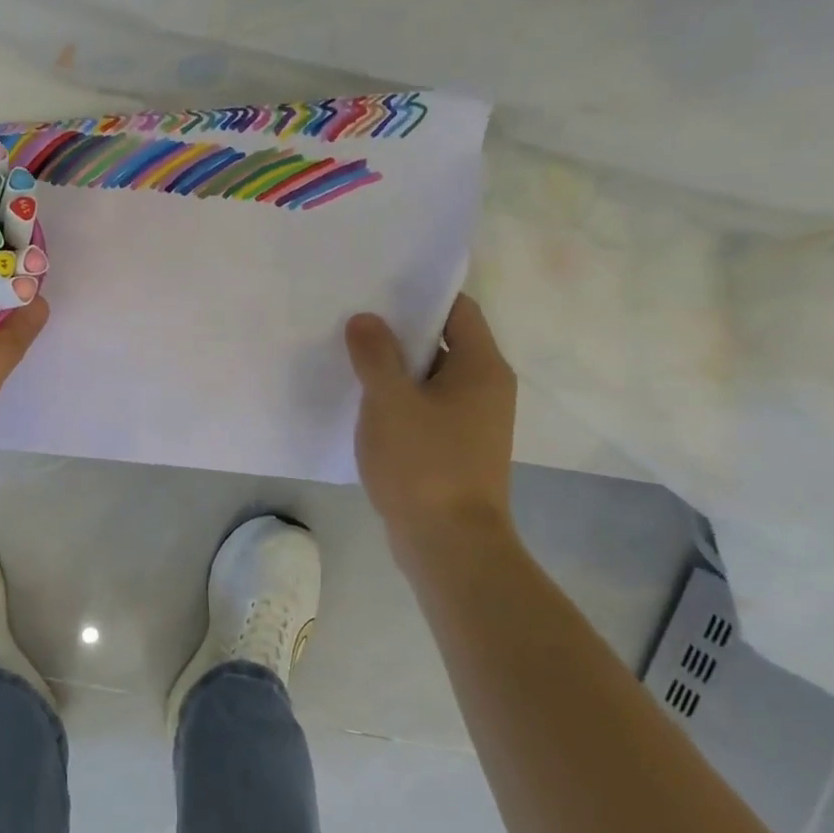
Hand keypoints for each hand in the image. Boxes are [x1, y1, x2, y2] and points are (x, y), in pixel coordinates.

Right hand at [344, 296, 516, 546]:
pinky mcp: (454, 448)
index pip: (458, 310)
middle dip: (398, 330)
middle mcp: (485, 388)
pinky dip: (398, 398)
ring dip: (394, 366)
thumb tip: (365, 319)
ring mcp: (472, 421)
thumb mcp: (390, 401)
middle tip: (352, 318)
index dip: (420, 295)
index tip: (377, 288)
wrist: (449, 544)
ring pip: (430, 377)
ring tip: (348, 354)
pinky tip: (362, 401)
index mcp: (481, 367)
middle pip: (442, 341)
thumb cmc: (424, 463)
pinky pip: (425, 407)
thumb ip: (375, 354)